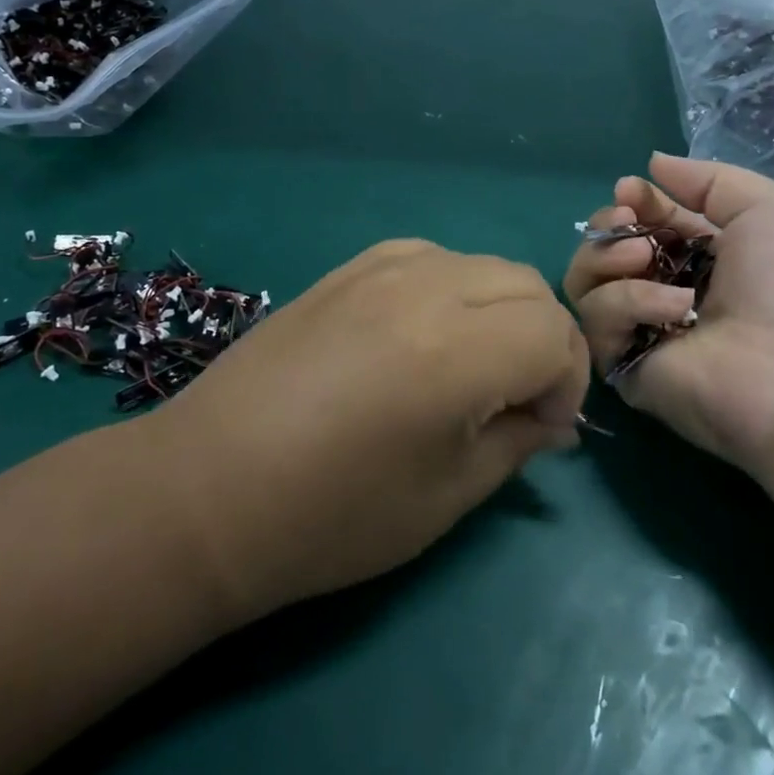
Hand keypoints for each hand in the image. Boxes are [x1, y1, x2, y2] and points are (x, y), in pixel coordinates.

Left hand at [156, 240, 588, 617]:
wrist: (207, 489)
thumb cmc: (330, 517)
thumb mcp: (446, 496)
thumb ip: (516, 442)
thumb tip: (553, 417)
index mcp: (455, 350)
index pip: (554, 332)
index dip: (566, 381)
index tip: (541, 427)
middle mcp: (424, 289)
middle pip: (527, 284)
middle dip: (542, 340)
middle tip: (515, 398)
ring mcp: (380, 269)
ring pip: (482, 264)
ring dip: (499, 310)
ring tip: (469, 366)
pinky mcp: (348, 268)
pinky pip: (430, 257)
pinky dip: (452, 288)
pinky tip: (422, 335)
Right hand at [564, 152, 773, 476]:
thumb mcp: (766, 205)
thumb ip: (705, 179)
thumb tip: (650, 165)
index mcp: (701, 256)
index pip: (643, 223)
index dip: (632, 202)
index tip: (630, 191)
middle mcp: (666, 290)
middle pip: (604, 250)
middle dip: (608, 226)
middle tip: (629, 223)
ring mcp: (642, 330)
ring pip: (586, 284)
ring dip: (608, 258)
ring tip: (643, 258)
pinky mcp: (626, 368)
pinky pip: (596, 324)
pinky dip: (626, 303)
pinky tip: (671, 309)